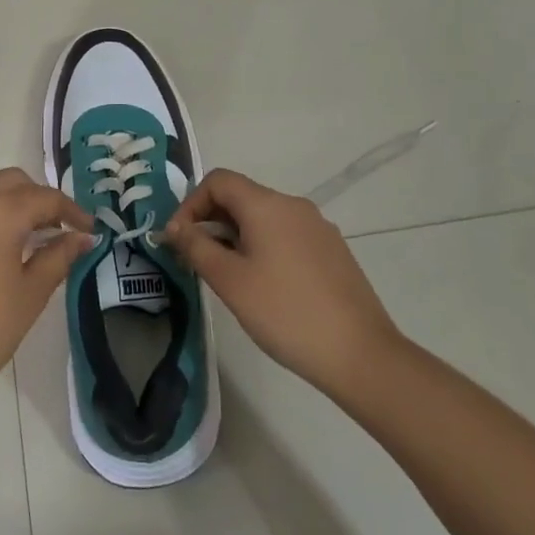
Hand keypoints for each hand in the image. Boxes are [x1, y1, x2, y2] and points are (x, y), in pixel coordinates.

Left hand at [0, 169, 92, 411]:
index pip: (47, 199)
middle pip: (14, 182)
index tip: (88, 231)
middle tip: (55, 231)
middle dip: (38, 200)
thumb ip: (58, 257)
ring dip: (5, 198)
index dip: (72, 212)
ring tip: (19, 230)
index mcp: (3, 212)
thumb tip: (83, 237)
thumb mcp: (30, 295)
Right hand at [164, 169, 402, 401]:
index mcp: (267, 205)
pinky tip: (264, 286)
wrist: (360, 354)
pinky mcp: (332, 250)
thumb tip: (175, 227)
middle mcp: (294, 205)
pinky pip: (286, 235)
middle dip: (211, 221)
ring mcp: (318, 227)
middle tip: (197, 261)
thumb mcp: (230, 281)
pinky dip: (263, 247)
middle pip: (241, 197)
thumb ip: (196, 247)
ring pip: (264, 218)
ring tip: (228, 277)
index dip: (191, 203)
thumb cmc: (285, 313)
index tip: (179, 240)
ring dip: (236, 236)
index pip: (218, 181)